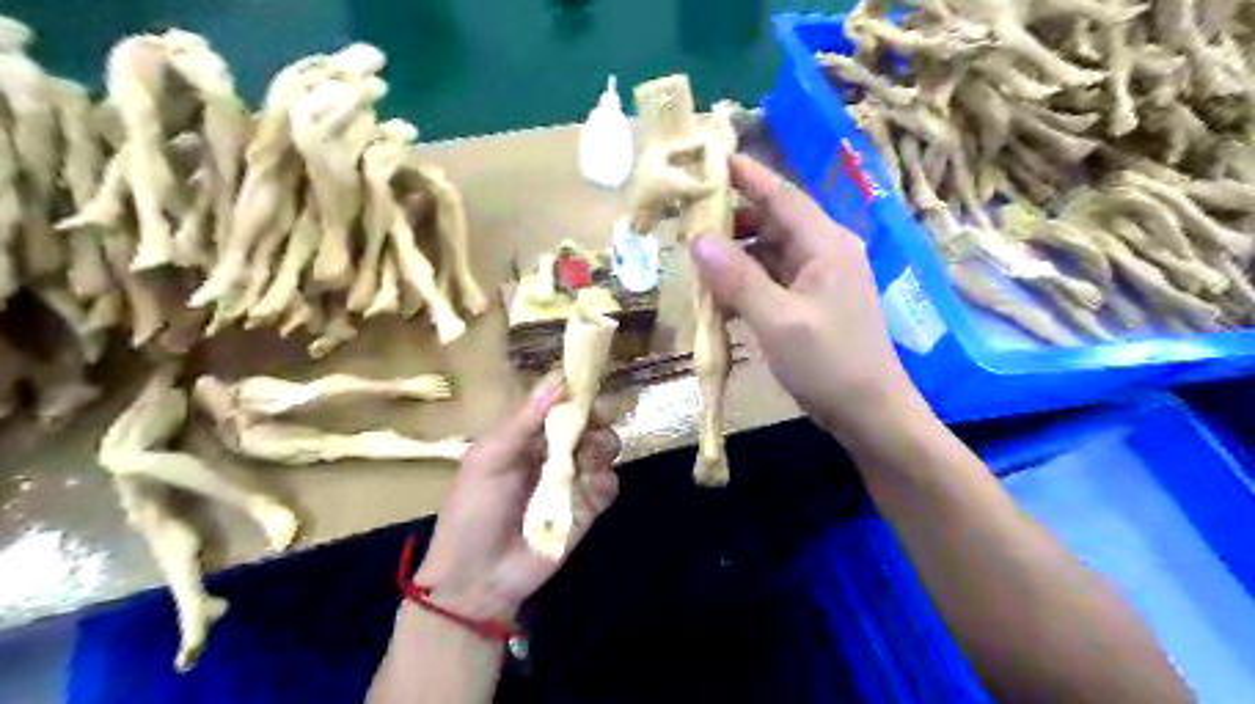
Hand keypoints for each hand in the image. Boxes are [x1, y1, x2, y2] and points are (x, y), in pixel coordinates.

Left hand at [415, 380, 617, 620]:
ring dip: (603, 445)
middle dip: (596, 419)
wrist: (476, 578)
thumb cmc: (472, 511)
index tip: (587, 388)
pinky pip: (609, 485)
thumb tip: (558, 378)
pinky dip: (605, 480)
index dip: (575, 394)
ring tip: (590, 455)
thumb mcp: (488, 459)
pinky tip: (592, 484)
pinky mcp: (587, 509)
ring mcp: (573, 480)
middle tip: (593, 424)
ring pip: (604, 449)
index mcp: (527, 436)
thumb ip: (523, 421)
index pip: (559, 405)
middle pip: (588, 423)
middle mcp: (554, 453)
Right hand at [690, 155, 923, 444]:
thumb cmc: (830, 364)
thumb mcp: (777, 321)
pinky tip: (720, 295)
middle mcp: (826, 252)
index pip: (781, 196)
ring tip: (695, 258)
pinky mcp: (814, 304)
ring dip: (736, 255)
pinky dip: (747, 282)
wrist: (871, 414)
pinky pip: (774, 280)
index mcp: (826, 244)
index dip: (746, 176)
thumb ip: (737, 278)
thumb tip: (697, 239)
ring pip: (771, 253)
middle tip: (687, 219)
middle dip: (732, 219)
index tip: (708, 159)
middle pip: (774, 221)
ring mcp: (821, 280)